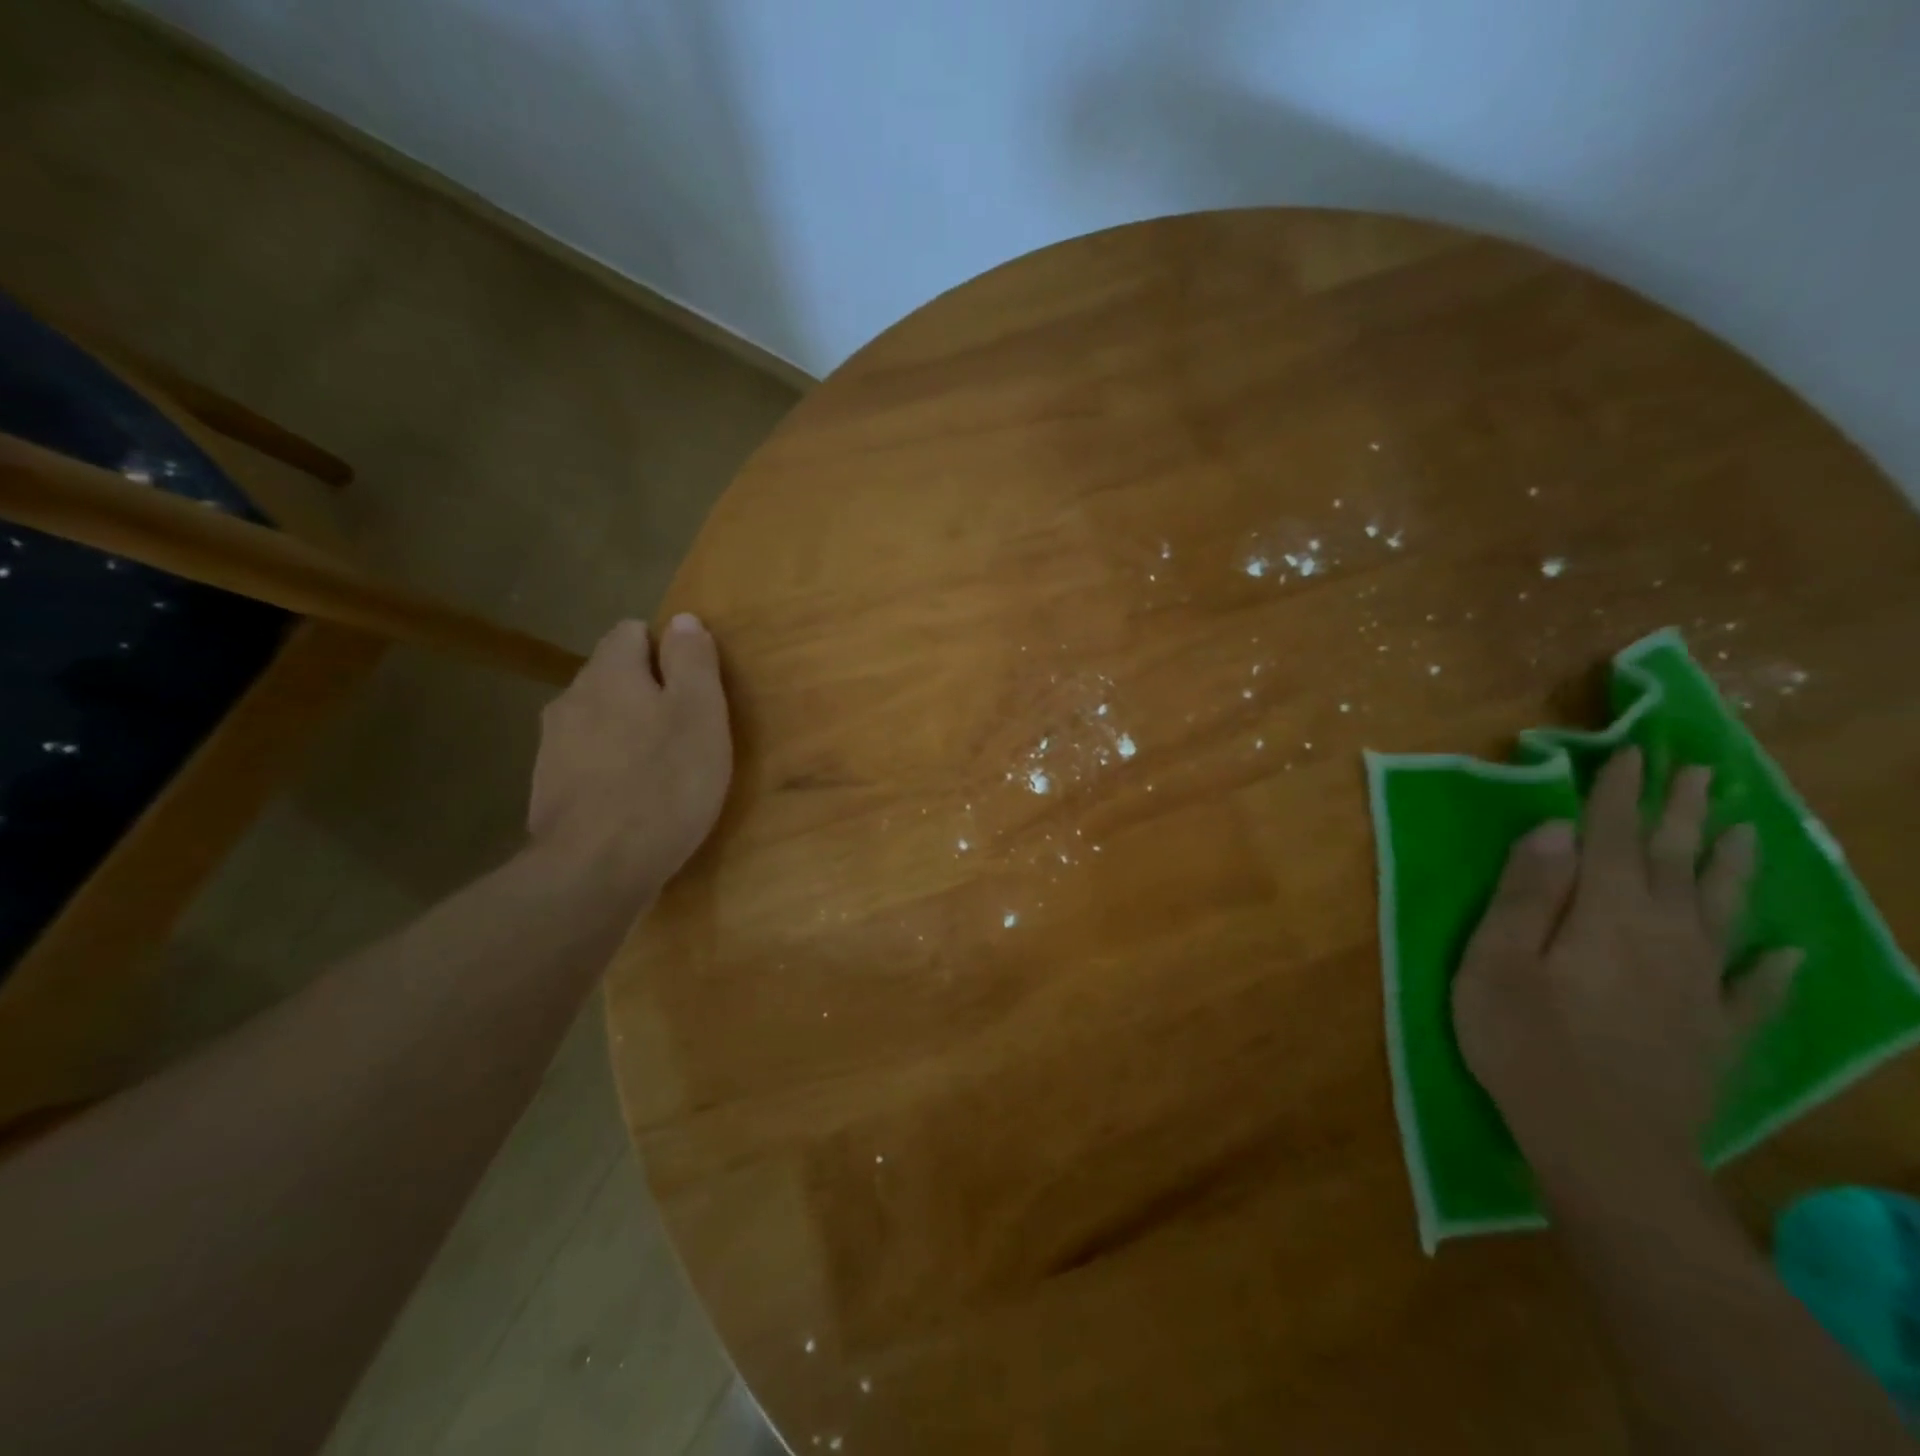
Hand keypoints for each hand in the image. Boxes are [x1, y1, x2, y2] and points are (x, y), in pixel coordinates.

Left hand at [528, 615, 732, 901]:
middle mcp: (571, 699)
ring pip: (597, 720)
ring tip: (661, 768)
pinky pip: (586, 761)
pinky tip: (633, 800)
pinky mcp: (548, 791)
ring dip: (627, 732)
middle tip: (686, 731)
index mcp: (609, 673)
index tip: (694, 688)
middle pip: (612, 676)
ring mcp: (552, 747)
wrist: (595, 870)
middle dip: (647, 692)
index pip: (631, 632)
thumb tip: (683, 620)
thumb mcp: (700, 714)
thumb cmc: (664, 783)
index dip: (666, 650)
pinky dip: (609, 769)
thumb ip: (693, 662)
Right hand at [1452, 748, 1801, 1179]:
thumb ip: (1527, 893)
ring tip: (1745, 833)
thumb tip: (1556, 829)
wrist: (1603, 1148)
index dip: (1620, 796)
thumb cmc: (1525, 1043)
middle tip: (1701, 772)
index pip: (1615, 839)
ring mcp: (1699, 988)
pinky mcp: (1714, 1034)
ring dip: (1731, 869)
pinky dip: (1769, 970)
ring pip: (1720, 914)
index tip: (1631, 754)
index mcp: (1607, 915)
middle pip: (1675, 864)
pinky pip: (1752, 992)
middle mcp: (1665, 938)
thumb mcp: (1497, 961)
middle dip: (1683, 816)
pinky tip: (1783, 953)